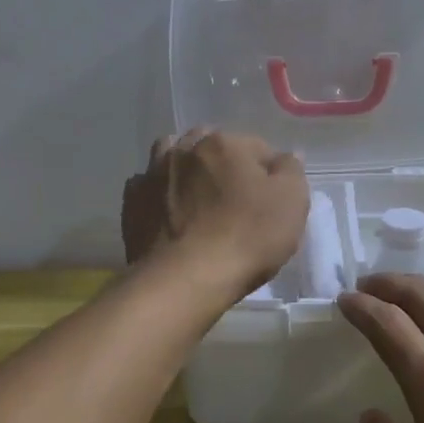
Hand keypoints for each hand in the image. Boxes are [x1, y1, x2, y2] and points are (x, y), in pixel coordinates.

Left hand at [122, 129, 309, 300]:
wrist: (185, 279)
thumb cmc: (246, 237)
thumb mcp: (291, 203)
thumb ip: (291, 170)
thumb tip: (285, 156)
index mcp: (224, 143)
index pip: (257, 147)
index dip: (269, 173)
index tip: (272, 201)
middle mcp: (185, 149)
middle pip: (211, 145)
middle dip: (224, 163)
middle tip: (235, 198)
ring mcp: (153, 173)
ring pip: (173, 156)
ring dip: (186, 167)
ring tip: (197, 196)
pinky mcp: (132, 202)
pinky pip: (147, 185)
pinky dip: (158, 191)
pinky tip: (168, 211)